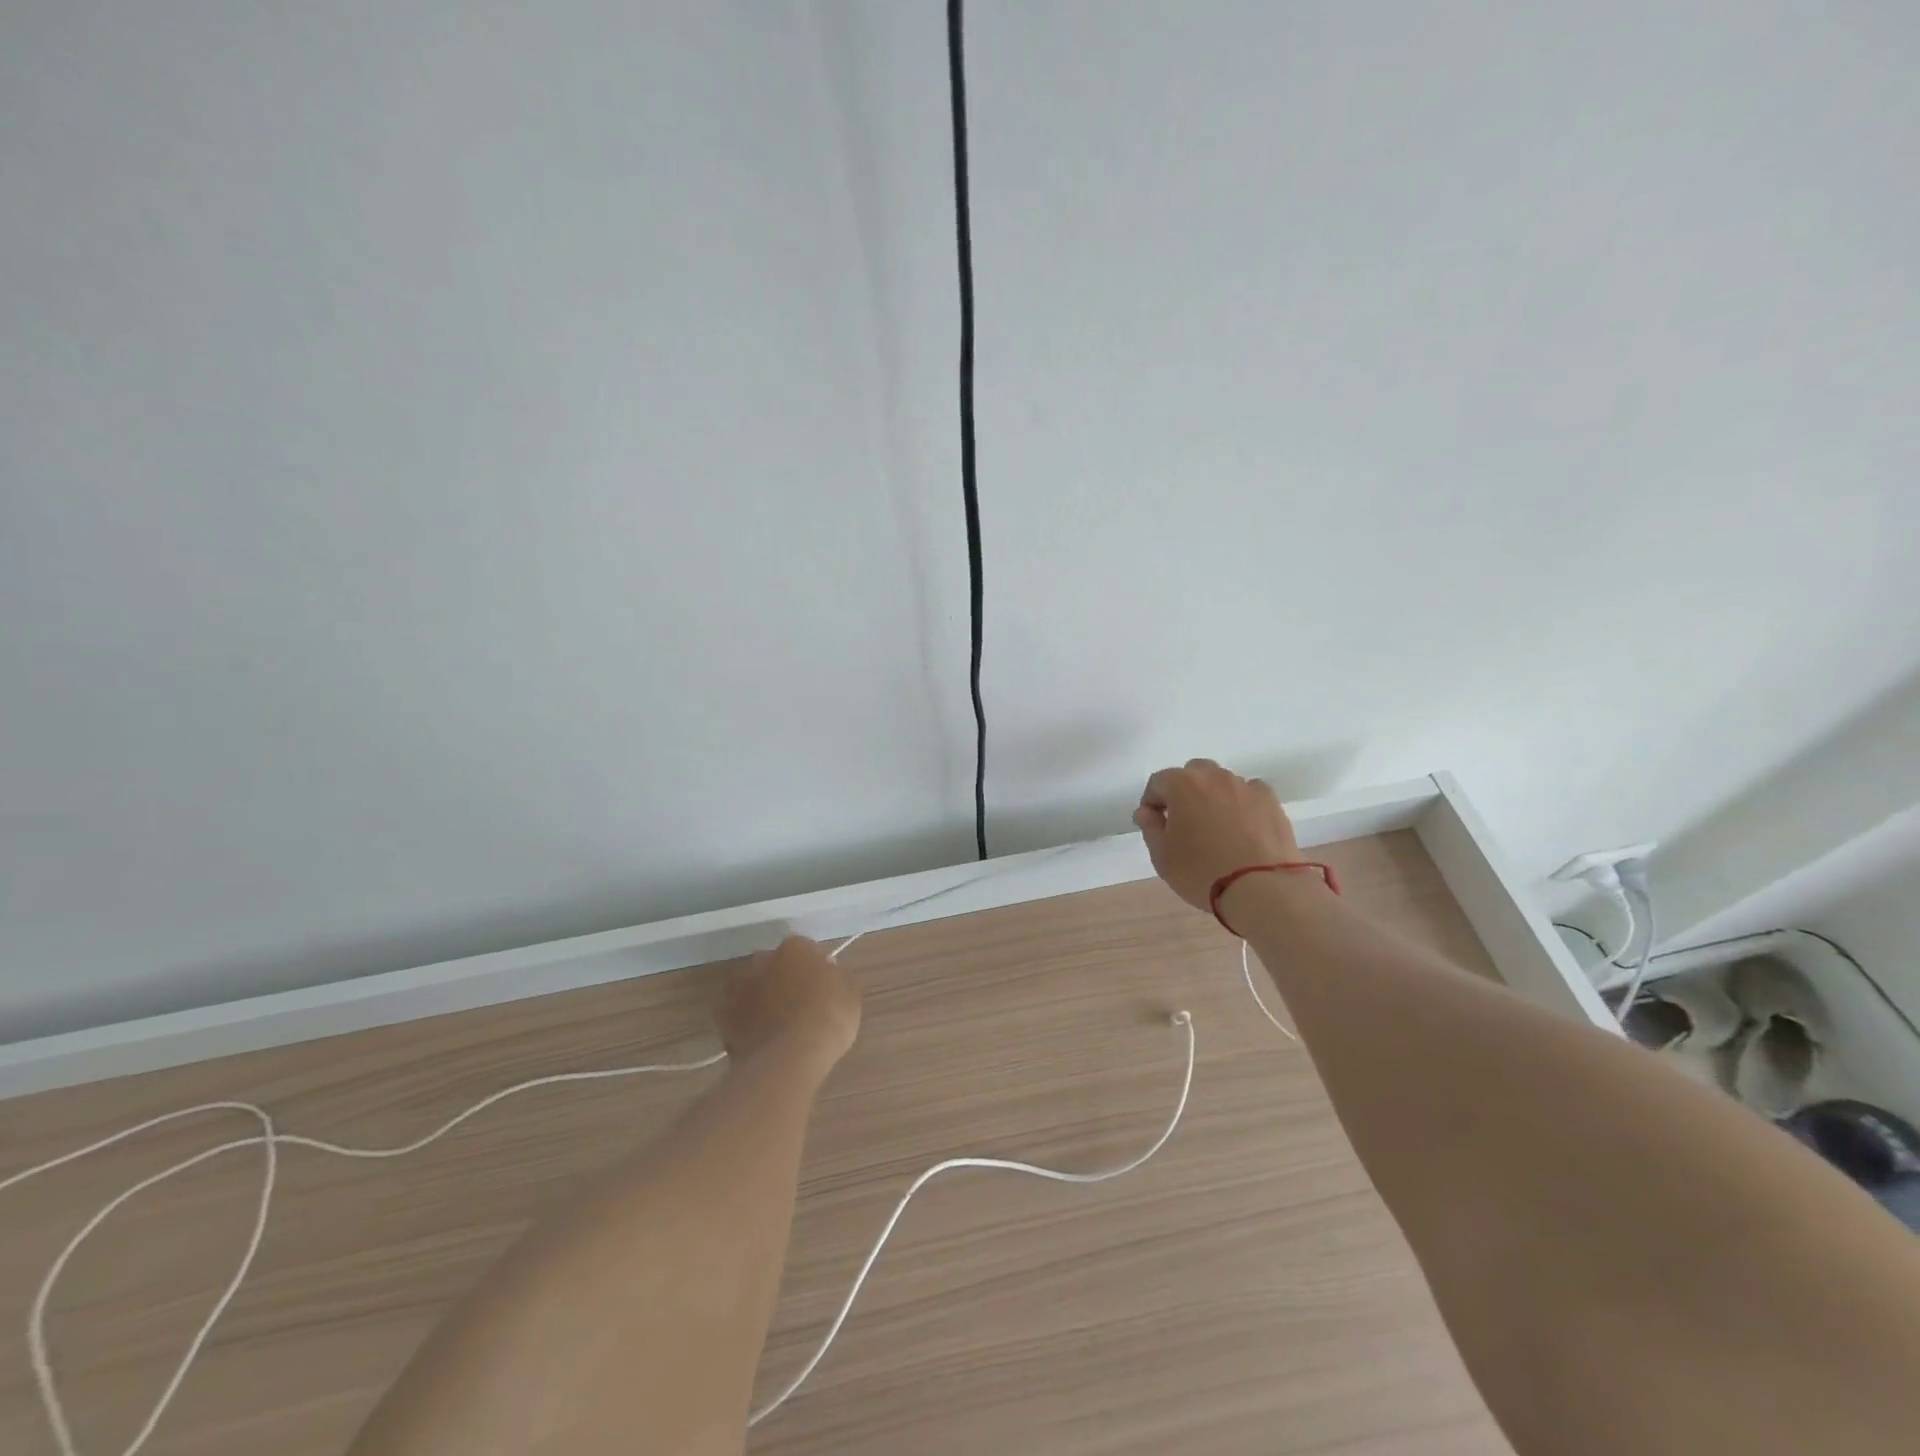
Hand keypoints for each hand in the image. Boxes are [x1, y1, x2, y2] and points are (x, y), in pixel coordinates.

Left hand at [717, 935, 861, 1076]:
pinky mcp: (723, 1017)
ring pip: (752, 987)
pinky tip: (760, 1039)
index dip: (812, 967)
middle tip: (797, 1003)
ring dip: (761, 998)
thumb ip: (834, 977)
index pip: (804, 949)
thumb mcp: (849, 993)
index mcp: (795, 948)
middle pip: (773, 964)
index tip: (821, 986)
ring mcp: (740, 987)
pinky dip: (745, 1022)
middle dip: (782, 978)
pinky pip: (737, 1014)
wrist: (791, 1056)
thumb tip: (825, 971)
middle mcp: (764, 959)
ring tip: (776, 1025)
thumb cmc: (829, 1018)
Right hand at [1133, 759, 1301, 912]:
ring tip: (1216, 827)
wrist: (1261, 888)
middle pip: (1193, 773)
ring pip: (1222, 782)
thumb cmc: (1201, 872)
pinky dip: (1242, 803)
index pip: (1158, 782)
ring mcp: (1246, 787)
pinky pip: (1250, 793)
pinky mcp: (1271, 801)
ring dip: (1213, 796)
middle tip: (1184, 821)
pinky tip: (1243, 827)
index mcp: (1182, 785)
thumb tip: (1146, 812)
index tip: (1154, 823)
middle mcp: (1214, 777)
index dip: (1152, 801)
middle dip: (1184, 791)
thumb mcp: (1162, 856)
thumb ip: (1150, 827)